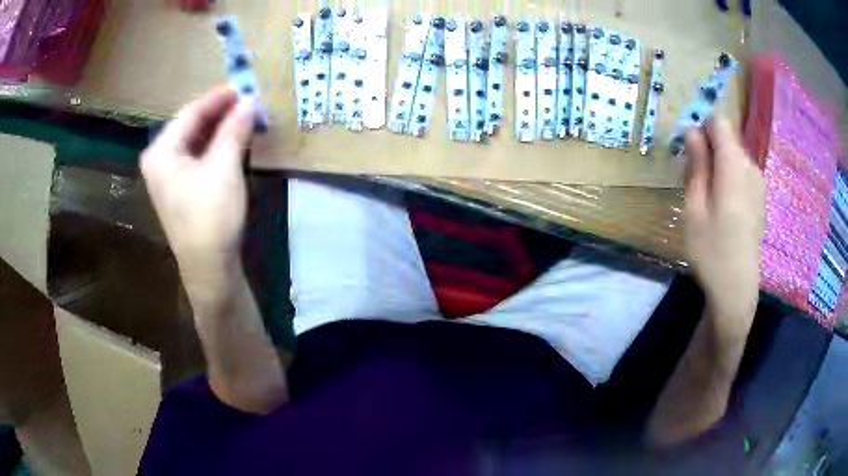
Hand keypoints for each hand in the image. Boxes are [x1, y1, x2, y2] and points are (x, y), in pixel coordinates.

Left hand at [141, 87, 254, 293]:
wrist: (210, 268)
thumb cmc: (211, 217)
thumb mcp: (224, 168)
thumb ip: (234, 129)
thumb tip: (249, 101)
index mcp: (161, 152)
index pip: (190, 113)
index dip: (218, 98)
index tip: (244, 86)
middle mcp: (159, 160)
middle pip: (191, 125)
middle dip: (220, 113)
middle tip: (248, 101)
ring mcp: (168, 176)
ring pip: (195, 141)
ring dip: (220, 129)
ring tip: (245, 117)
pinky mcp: (180, 188)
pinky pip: (197, 157)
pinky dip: (216, 146)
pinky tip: (233, 140)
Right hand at [684, 115, 765, 335]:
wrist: (737, 288)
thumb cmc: (712, 250)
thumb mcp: (694, 207)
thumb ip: (697, 164)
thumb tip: (693, 131)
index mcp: (734, 165)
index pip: (719, 121)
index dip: (702, 128)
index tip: (692, 152)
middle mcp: (751, 167)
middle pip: (727, 139)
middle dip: (710, 150)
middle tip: (696, 183)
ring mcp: (759, 183)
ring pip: (734, 157)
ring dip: (719, 167)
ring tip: (710, 200)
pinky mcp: (761, 197)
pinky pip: (742, 174)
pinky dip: (730, 180)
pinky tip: (725, 210)